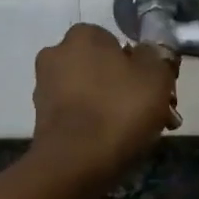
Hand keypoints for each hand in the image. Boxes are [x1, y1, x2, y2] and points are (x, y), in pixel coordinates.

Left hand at [32, 24, 179, 185]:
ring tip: (136, 133)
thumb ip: (157, 57)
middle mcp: (57, 54)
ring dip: (111, 106)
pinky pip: (78, 114)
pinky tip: (112, 143)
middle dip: (126, 87)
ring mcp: (45, 87)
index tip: (156, 90)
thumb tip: (149, 52)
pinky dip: (94, 124)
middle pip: (103, 67)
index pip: (118, 42)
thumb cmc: (119, 110)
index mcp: (83, 35)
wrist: (75, 164)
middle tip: (151, 114)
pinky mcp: (41, 119)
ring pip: (91, 92)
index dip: (141, 65)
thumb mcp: (156, 76)